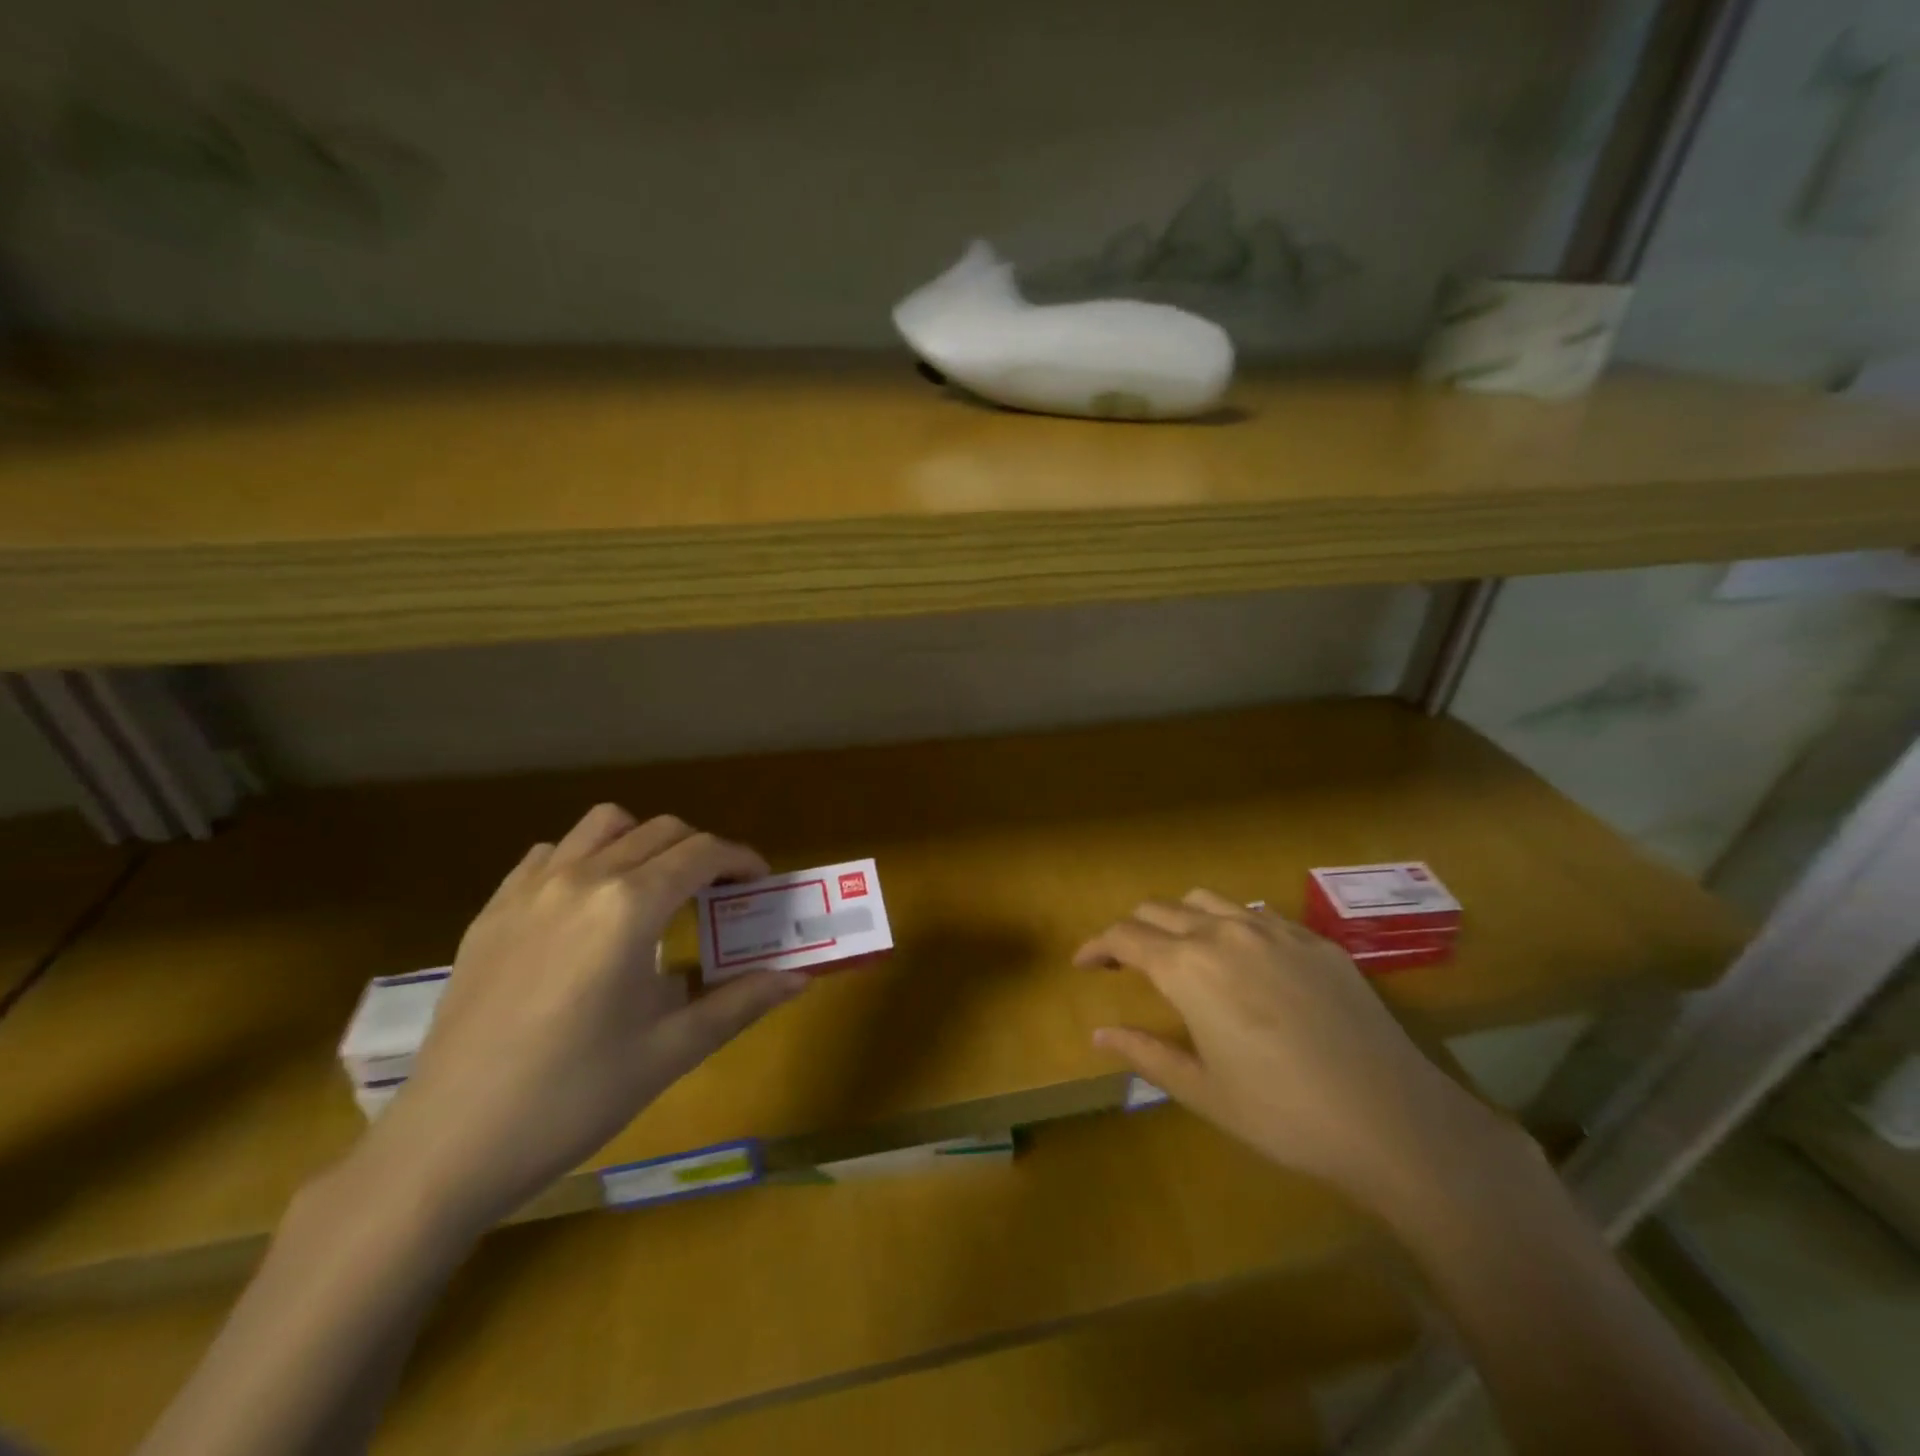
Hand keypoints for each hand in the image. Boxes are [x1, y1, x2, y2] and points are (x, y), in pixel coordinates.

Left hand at [359, 806, 808, 1231]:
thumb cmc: (574, 1098)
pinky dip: (586, 859)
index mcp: (629, 907)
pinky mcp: (493, 910)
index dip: (742, 860)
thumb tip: (800, 978)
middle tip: (719, 893)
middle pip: (662, 831)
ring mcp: (530, 890)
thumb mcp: (671, 1051)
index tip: (761, 883)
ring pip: (604, 825)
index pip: (703, 853)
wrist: (448, 1146)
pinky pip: (552, 854)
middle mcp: (583, 879)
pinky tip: (589, 908)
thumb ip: (741, 1002)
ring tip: (655, 888)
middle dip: (702, 851)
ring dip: (644, 842)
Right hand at [1077, 890, 1508, 1208]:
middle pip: (1158, 910)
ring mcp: (1273, 929)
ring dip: (1177, 918)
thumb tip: (1098, 1033)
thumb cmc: (1282, 1113)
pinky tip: (1242, 960)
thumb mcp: (1203, 1091)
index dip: (1096, 946)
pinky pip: (1255, 914)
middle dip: (1131, 930)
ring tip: (1178, 951)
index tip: (1082, 963)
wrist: (1391, 1118)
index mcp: (1188, 966)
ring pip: (1205, 900)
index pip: (1124, 936)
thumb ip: (1145, 1053)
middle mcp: (1223, 932)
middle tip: (1123, 961)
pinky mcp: (1314, 939)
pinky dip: (1228, 925)